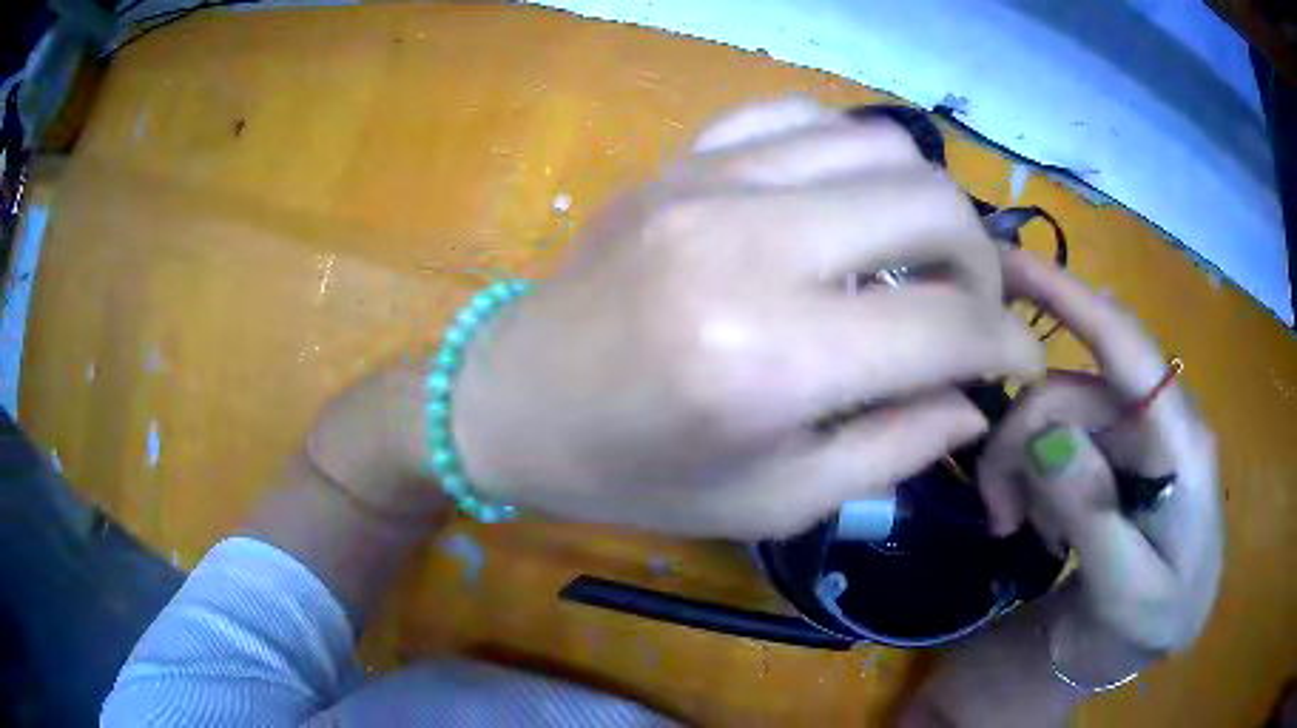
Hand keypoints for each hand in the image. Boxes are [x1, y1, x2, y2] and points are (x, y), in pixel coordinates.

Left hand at [450, 98, 1042, 538]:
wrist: (509, 403)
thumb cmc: (630, 476)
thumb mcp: (772, 502)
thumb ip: (895, 448)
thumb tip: (975, 397)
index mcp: (768, 362)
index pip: (948, 326)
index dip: (1007, 347)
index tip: (1020, 363)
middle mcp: (747, 245)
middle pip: (933, 205)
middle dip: (982, 265)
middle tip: (972, 313)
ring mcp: (708, 181)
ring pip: (882, 144)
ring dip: (928, 205)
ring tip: (919, 262)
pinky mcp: (681, 159)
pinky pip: (800, 118)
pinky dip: (852, 157)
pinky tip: (847, 208)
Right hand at [976, 249, 1222, 661]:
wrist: (1157, 637)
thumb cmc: (1156, 620)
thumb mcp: (1128, 592)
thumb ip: (1096, 519)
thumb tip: (1047, 441)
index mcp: (1180, 442)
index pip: (1126, 346)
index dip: (1069, 297)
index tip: (1004, 263)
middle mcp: (1156, 421)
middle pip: (1071, 392)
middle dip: (1020, 445)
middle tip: (997, 516)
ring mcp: (1134, 436)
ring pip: (1054, 419)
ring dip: (1021, 470)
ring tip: (1016, 531)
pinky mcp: (1114, 455)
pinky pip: (1056, 446)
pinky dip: (1032, 481)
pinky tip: (1040, 527)